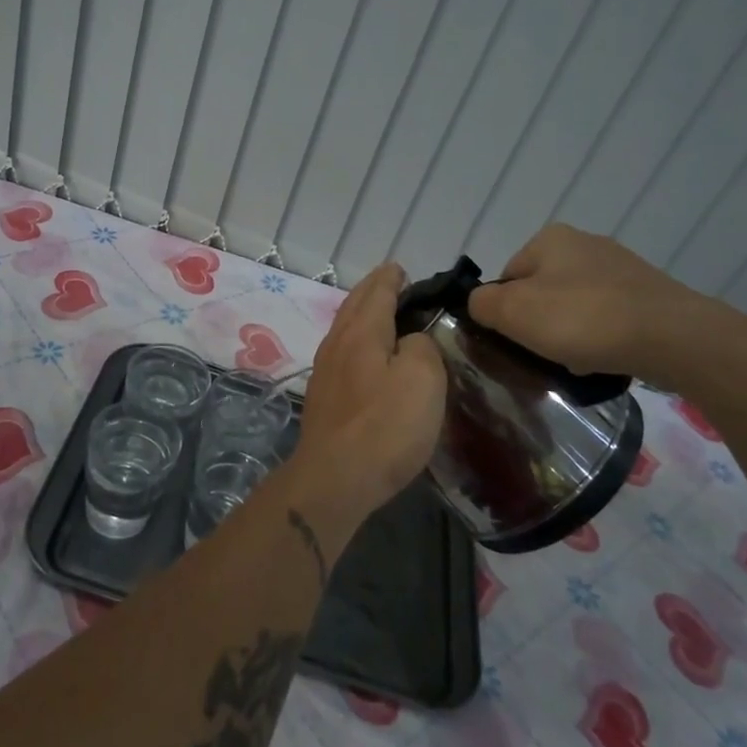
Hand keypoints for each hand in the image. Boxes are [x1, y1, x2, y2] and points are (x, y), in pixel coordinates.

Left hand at [293, 263, 445, 520]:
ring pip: (345, 327)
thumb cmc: (385, 426)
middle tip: (390, 281)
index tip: (401, 269)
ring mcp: (325, 370)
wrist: (336, 478)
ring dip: (362, 313)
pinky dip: (356, 339)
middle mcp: (337, 343)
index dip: (391, 278)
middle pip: (355, 305)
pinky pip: (342, 351)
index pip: (377, 292)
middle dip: (373, 290)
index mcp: (362, 332)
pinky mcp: (323, 396)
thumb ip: (422, 347)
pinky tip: (364, 353)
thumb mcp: (423, 379)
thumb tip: (410, 340)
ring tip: (379, 312)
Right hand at [467, 225, 716, 386]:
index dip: (504, 312)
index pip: (506, 278)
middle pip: (541, 292)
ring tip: (577, 362)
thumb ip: (480, 304)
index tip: (515, 341)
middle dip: (539, 324)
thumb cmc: (582, 318)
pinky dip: (601, 338)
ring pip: (575, 307)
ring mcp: (622, 268)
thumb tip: (480, 305)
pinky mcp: (649, 295)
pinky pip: (608, 318)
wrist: (674, 337)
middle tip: (543, 355)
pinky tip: (606, 359)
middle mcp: (585, 244)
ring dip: (570, 334)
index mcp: (549, 239)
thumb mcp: (512, 312)